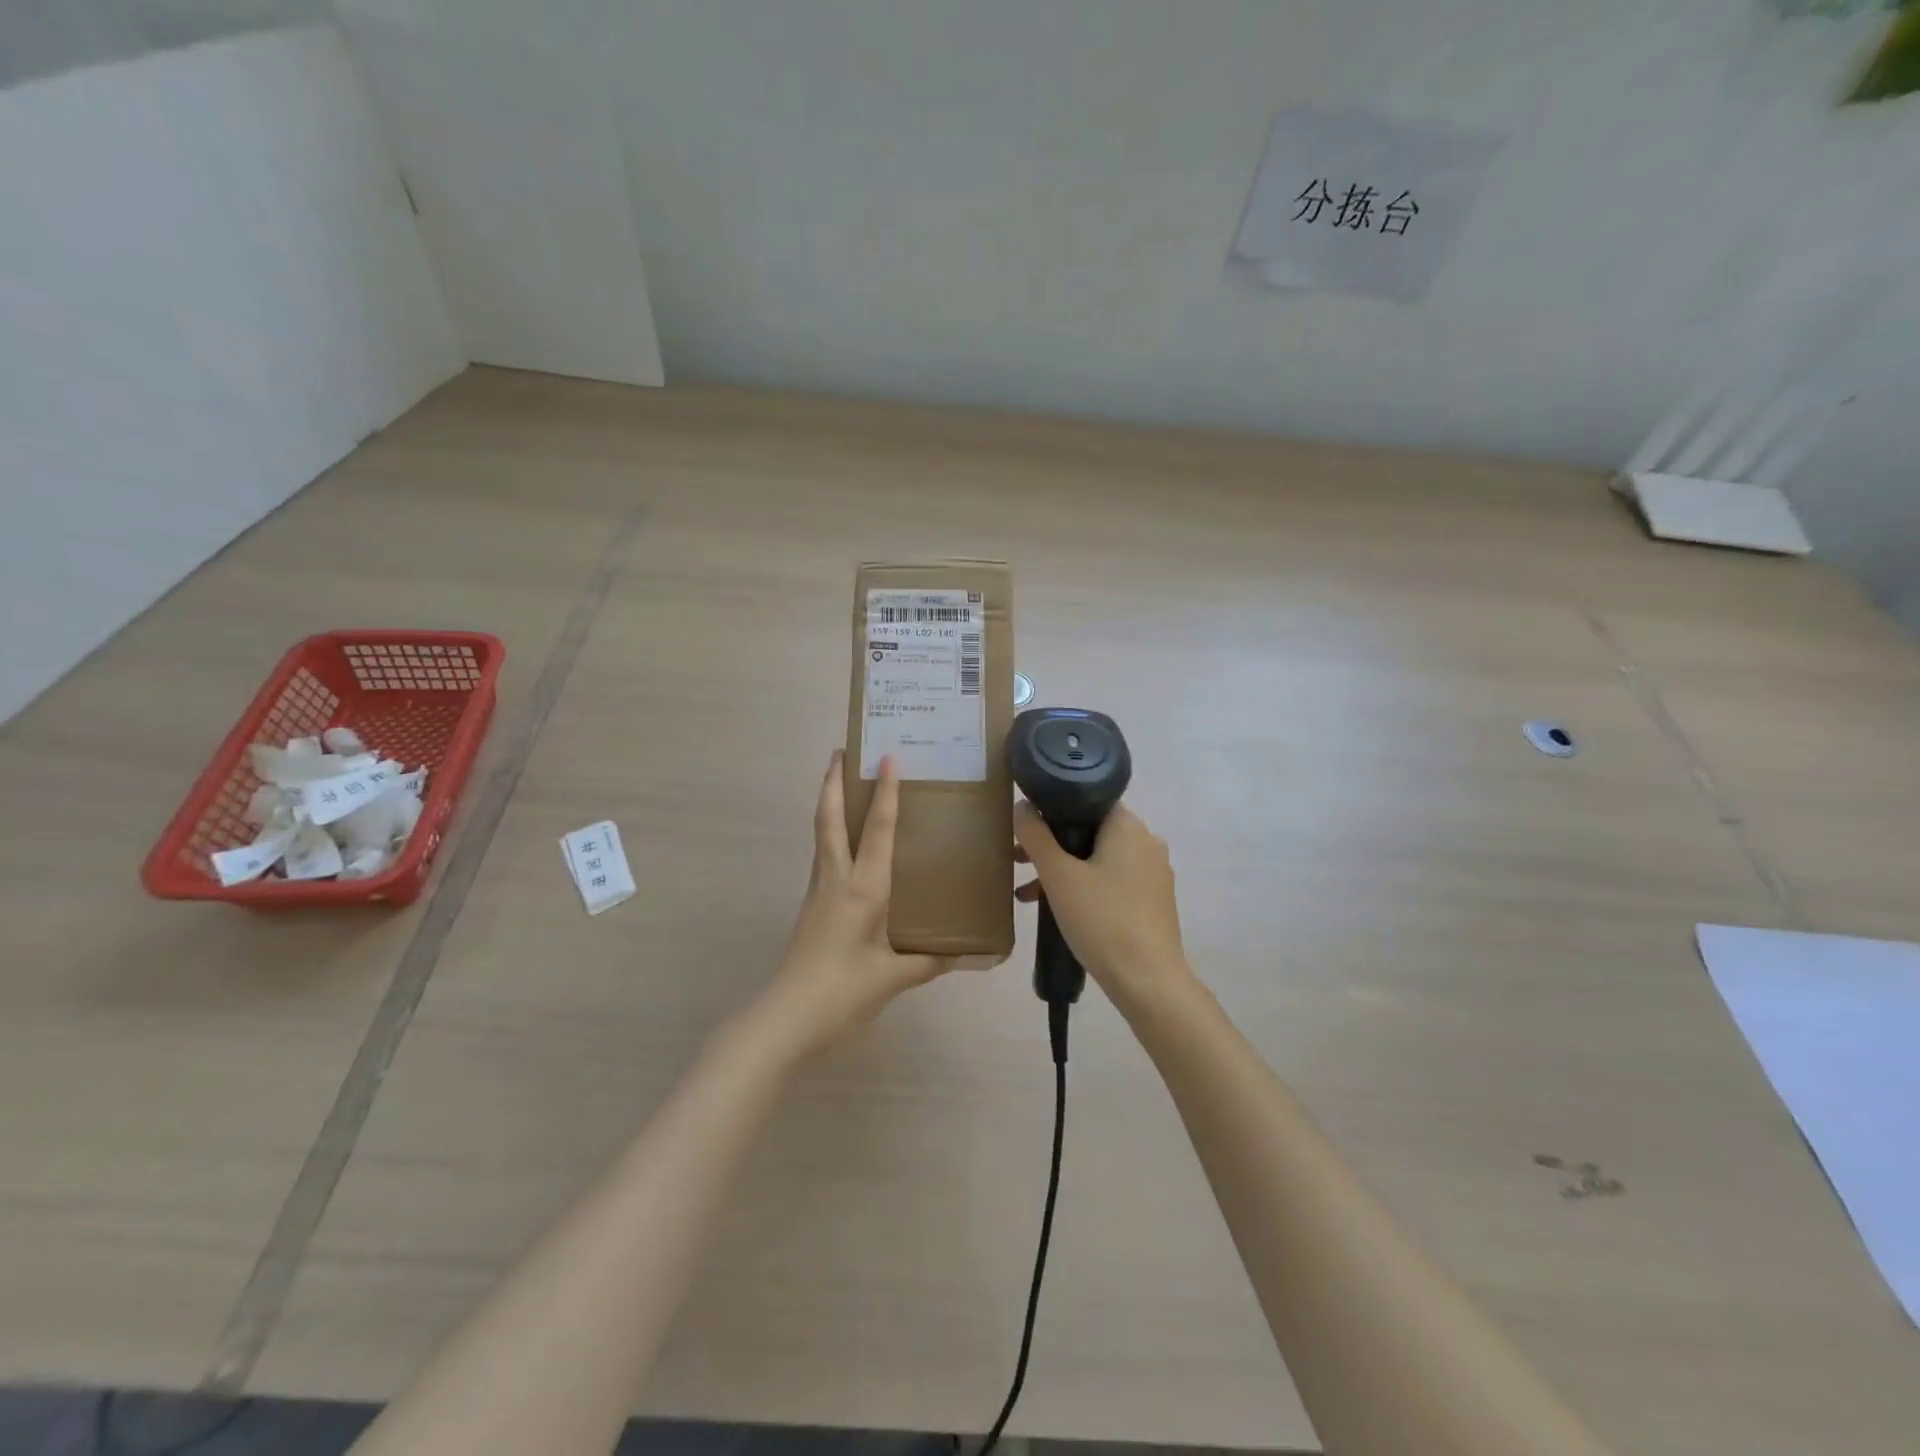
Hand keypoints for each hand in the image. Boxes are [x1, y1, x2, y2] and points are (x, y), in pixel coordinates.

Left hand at [759, 751, 953, 1055]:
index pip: (875, 830)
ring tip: (843, 782)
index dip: (884, 793)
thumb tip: (966, 951)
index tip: (887, 758)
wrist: (786, 1018)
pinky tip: (849, 843)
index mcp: (862, 889)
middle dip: (833, 782)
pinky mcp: (813, 905)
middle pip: (829, 818)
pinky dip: (833, 832)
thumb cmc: (842, 992)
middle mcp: (836, 879)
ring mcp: (819, 891)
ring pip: (822, 834)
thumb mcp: (894, 978)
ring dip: (830, 803)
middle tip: (842, 751)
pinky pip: (825, 855)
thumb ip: (931, 960)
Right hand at [1014, 802, 1195, 1013]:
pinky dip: (1085, 887)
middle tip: (1018, 861)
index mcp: (1128, 826)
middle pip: (1090, 830)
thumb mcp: (1058, 876)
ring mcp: (1153, 872)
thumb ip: (1036, 836)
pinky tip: (1059, 910)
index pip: (1087, 799)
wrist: (1148, 981)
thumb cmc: (1101, 919)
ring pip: (1098, 858)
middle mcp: (1147, 841)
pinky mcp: (1153, 900)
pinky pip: (1112, 880)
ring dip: (1063, 870)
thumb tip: (1023, 805)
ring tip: (1028, 894)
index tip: (1025, 827)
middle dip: (1051, 845)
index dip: (1052, 808)